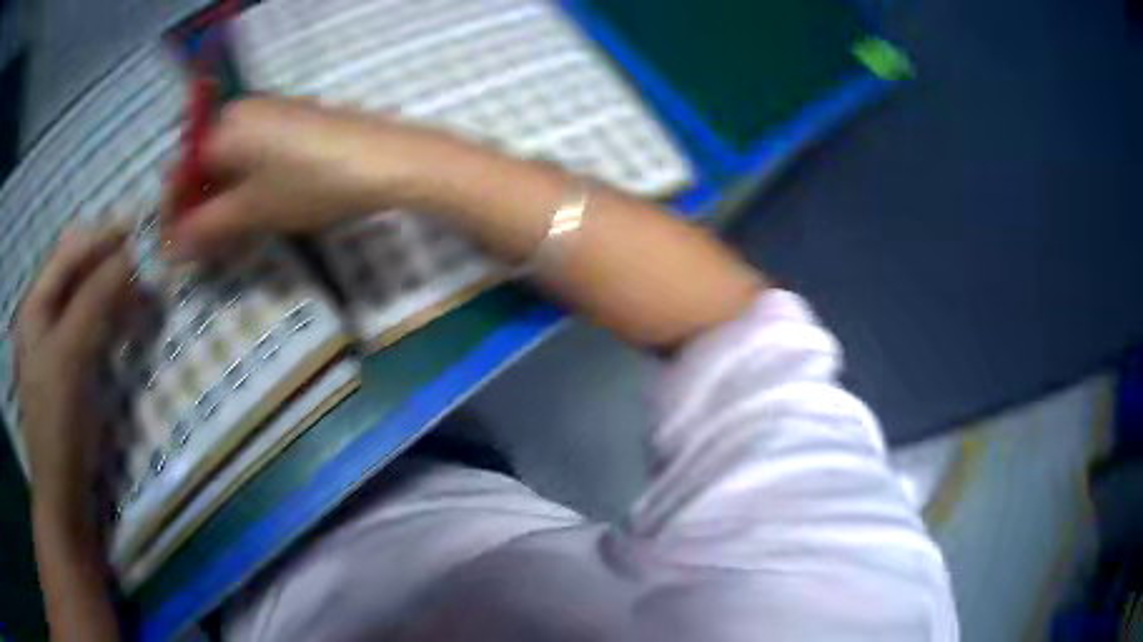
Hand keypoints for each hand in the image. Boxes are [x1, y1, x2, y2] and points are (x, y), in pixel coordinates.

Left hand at [14, 225, 133, 517]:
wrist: (64, 492)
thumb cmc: (58, 420)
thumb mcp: (71, 354)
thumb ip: (96, 299)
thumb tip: (130, 254)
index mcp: (35, 306)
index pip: (69, 253)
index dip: (100, 237)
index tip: (139, 227)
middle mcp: (43, 317)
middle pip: (77, 274)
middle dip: (108, 263)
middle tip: (145, 261)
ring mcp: (57, 345)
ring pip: (86, 301)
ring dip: (113, 292)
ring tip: (143, 293)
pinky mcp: (72, 371)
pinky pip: (92, 330)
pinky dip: (111, 320)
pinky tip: (129, 323)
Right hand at [163, 97, 439, 258]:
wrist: (385, 159)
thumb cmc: (311, 182)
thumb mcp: (253, 209)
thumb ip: (206, 227)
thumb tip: (171, 248)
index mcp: (225, 126)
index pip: (181, 169)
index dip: (172, 210)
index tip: (171, 247)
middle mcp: (243, 111)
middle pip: (203, 162)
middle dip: (196, 205)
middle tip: (197, 246)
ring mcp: (271, 113)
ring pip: (229, 159)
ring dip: (219, 197)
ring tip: (221, 234)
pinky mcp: (294, 122)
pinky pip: (253, 153)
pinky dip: (243, 182)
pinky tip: (250, 208)